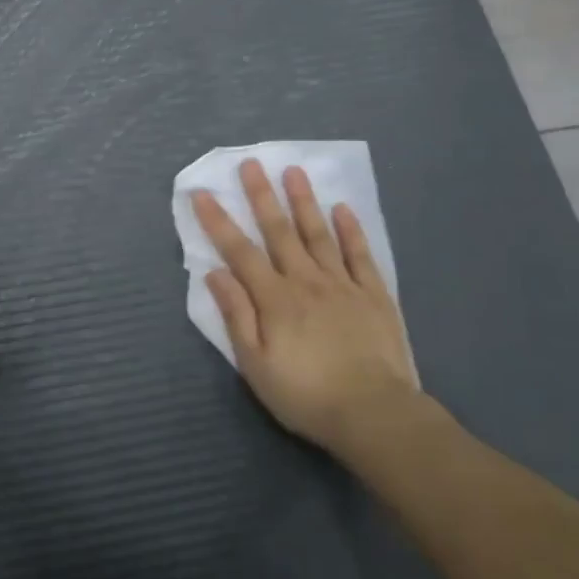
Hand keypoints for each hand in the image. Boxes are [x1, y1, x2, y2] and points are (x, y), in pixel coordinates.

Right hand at [192, 160, 418, 458]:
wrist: (376, 414)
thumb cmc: (307, 395)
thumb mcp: (257, 365)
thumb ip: (237, 316)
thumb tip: (215, 273)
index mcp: (274, 299)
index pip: (239, 252)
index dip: (218, 222)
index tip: (203, 193)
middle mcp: (305, 281)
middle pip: (279, 231)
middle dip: (261, 196)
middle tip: (250, 164)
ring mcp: (342, 284)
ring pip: (318, 233)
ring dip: (303, 201)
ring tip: (293, 171)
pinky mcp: (374, 294)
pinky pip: (360, 255)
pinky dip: (350, 230)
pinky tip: (342, 208)